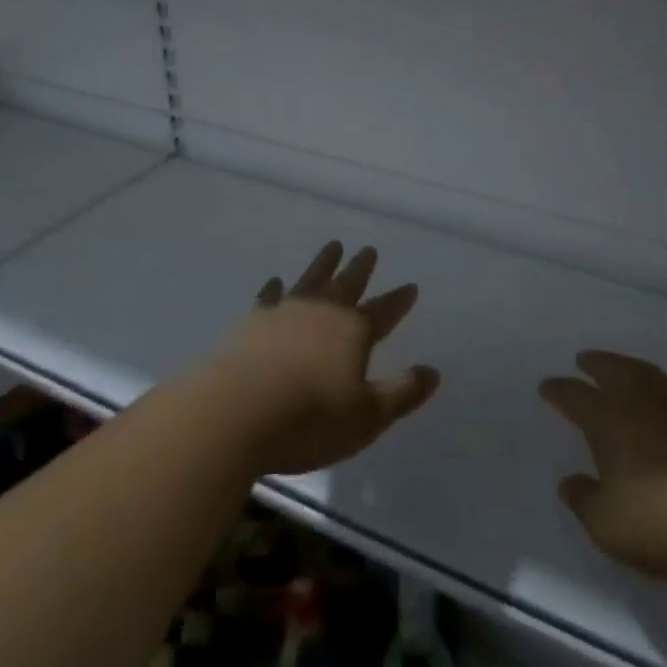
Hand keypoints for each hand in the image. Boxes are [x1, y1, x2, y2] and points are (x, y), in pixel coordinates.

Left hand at [203, 241, 439, 476]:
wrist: (234, 413)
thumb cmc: (309, 420)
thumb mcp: (367, 417)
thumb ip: (401, 393)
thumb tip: (432, 371)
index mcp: (353, 331)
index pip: (384, 311)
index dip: (399, 300)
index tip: (411, 285)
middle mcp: (322, 311)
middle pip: (347, 283)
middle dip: (361, 268)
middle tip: (369, 249)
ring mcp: (284, 311)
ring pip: (311, 279)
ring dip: (324, 263)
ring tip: (333, 246)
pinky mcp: (252, 322)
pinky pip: (268, 296)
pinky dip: (274, 287)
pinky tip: (275, 281)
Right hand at [540, 351, 666, 581]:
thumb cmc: (665, 521)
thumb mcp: (610, 526)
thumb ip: (585, 501)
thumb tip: (569, 481)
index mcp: (610, 421)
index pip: (576, 397)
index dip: (559, 391)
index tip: (547, 386)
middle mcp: (643, 402)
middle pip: (615, 370)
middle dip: (597, 363)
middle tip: (585, 358)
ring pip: (650, 375)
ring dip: (632, 369)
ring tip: (625, 371)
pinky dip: (666, 393)